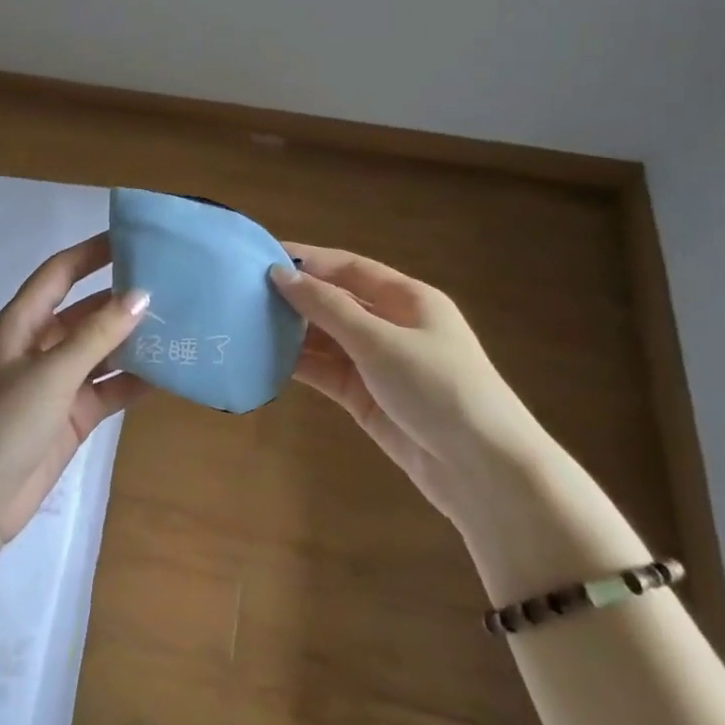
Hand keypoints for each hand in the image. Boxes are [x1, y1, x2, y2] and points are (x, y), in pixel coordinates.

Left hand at [0, 235, 150, 563]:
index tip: (134, 237)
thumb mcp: (51, 373)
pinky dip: (136, 380)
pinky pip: (110, 387)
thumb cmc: (4, 423)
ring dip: (136, 340)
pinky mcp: (73, 414)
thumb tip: (142, 295)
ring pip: (103, 350)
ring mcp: (58, 382)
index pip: (60, 272)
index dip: (93, 252)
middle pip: (87, 311)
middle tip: (175, 284)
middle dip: (124, 298)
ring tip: (183, 323)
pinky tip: (173, 371)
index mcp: (22, 323)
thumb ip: (97, 335)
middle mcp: (41, 345)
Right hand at [269, 244, 552, 531]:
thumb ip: (329, 308)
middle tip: (243, 293)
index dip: (307, 260)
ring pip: (326, 338)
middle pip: (335, 301)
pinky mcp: (366, 397)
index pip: (349, 268)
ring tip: (245, 323)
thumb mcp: (381, 342)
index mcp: (408, 299)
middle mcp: (392, 325)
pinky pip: (326, 372)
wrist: (481, 469)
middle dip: (294, 296)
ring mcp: (378, 363)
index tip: (261, 255)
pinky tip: (265, 358)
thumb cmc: (438, 388)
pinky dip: (298, 365)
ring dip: (292, 331)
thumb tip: (280, 274)